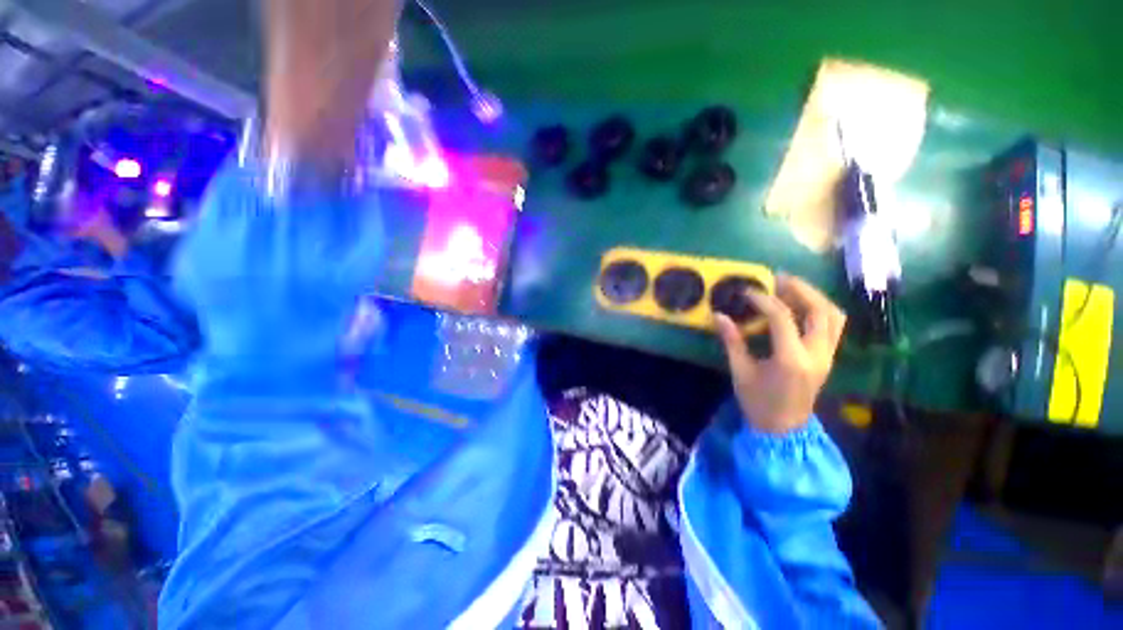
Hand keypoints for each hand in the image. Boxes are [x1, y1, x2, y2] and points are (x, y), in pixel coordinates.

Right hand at [713, 274, 846, 433]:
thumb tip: (718, 315)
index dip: (764, 300)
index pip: (783, 317)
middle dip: (800, 289)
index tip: (747, 292)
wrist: (783, 429)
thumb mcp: (740, 371)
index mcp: (791, 359)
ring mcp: (827, 356)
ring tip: (791, 288)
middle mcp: (816, 354)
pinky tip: (801, 306)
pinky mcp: (828, 358)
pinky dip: (820, 310)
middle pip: (820, 310)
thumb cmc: (758, 402)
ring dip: (815, 297)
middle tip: (778, 278)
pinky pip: (832, 326)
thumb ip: (732, 341)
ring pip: (833, 316)